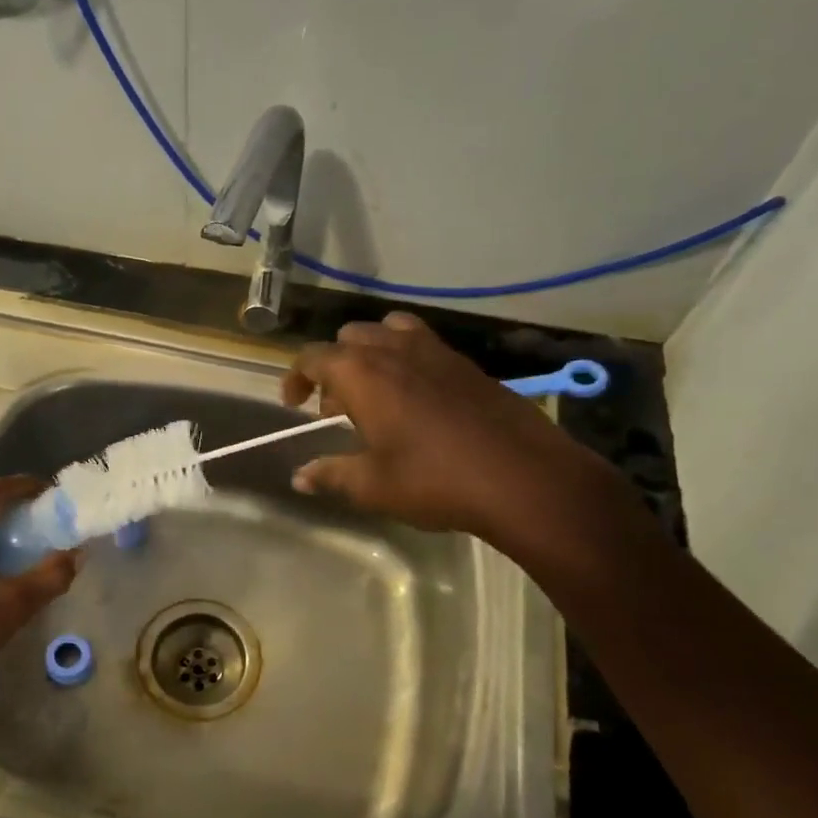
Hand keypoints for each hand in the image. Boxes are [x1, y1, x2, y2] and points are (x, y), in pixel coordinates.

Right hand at [280, 313, 633, 562]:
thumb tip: (300, 477)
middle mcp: (393, 350)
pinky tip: (418, 399)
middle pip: (348, 338)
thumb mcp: (373, 486)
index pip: (312, 357)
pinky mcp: (465, 362)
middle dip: (334, 367)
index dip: (295, 378)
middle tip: (337, 409)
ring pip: (387, 331)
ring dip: (370, 354)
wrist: (522, 476)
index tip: (294, 405)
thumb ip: (331, 475)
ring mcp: (434, 350)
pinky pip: (422, 343)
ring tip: (376, 393)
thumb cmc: (435, 479)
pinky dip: (405, 358)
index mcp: (361, 373)